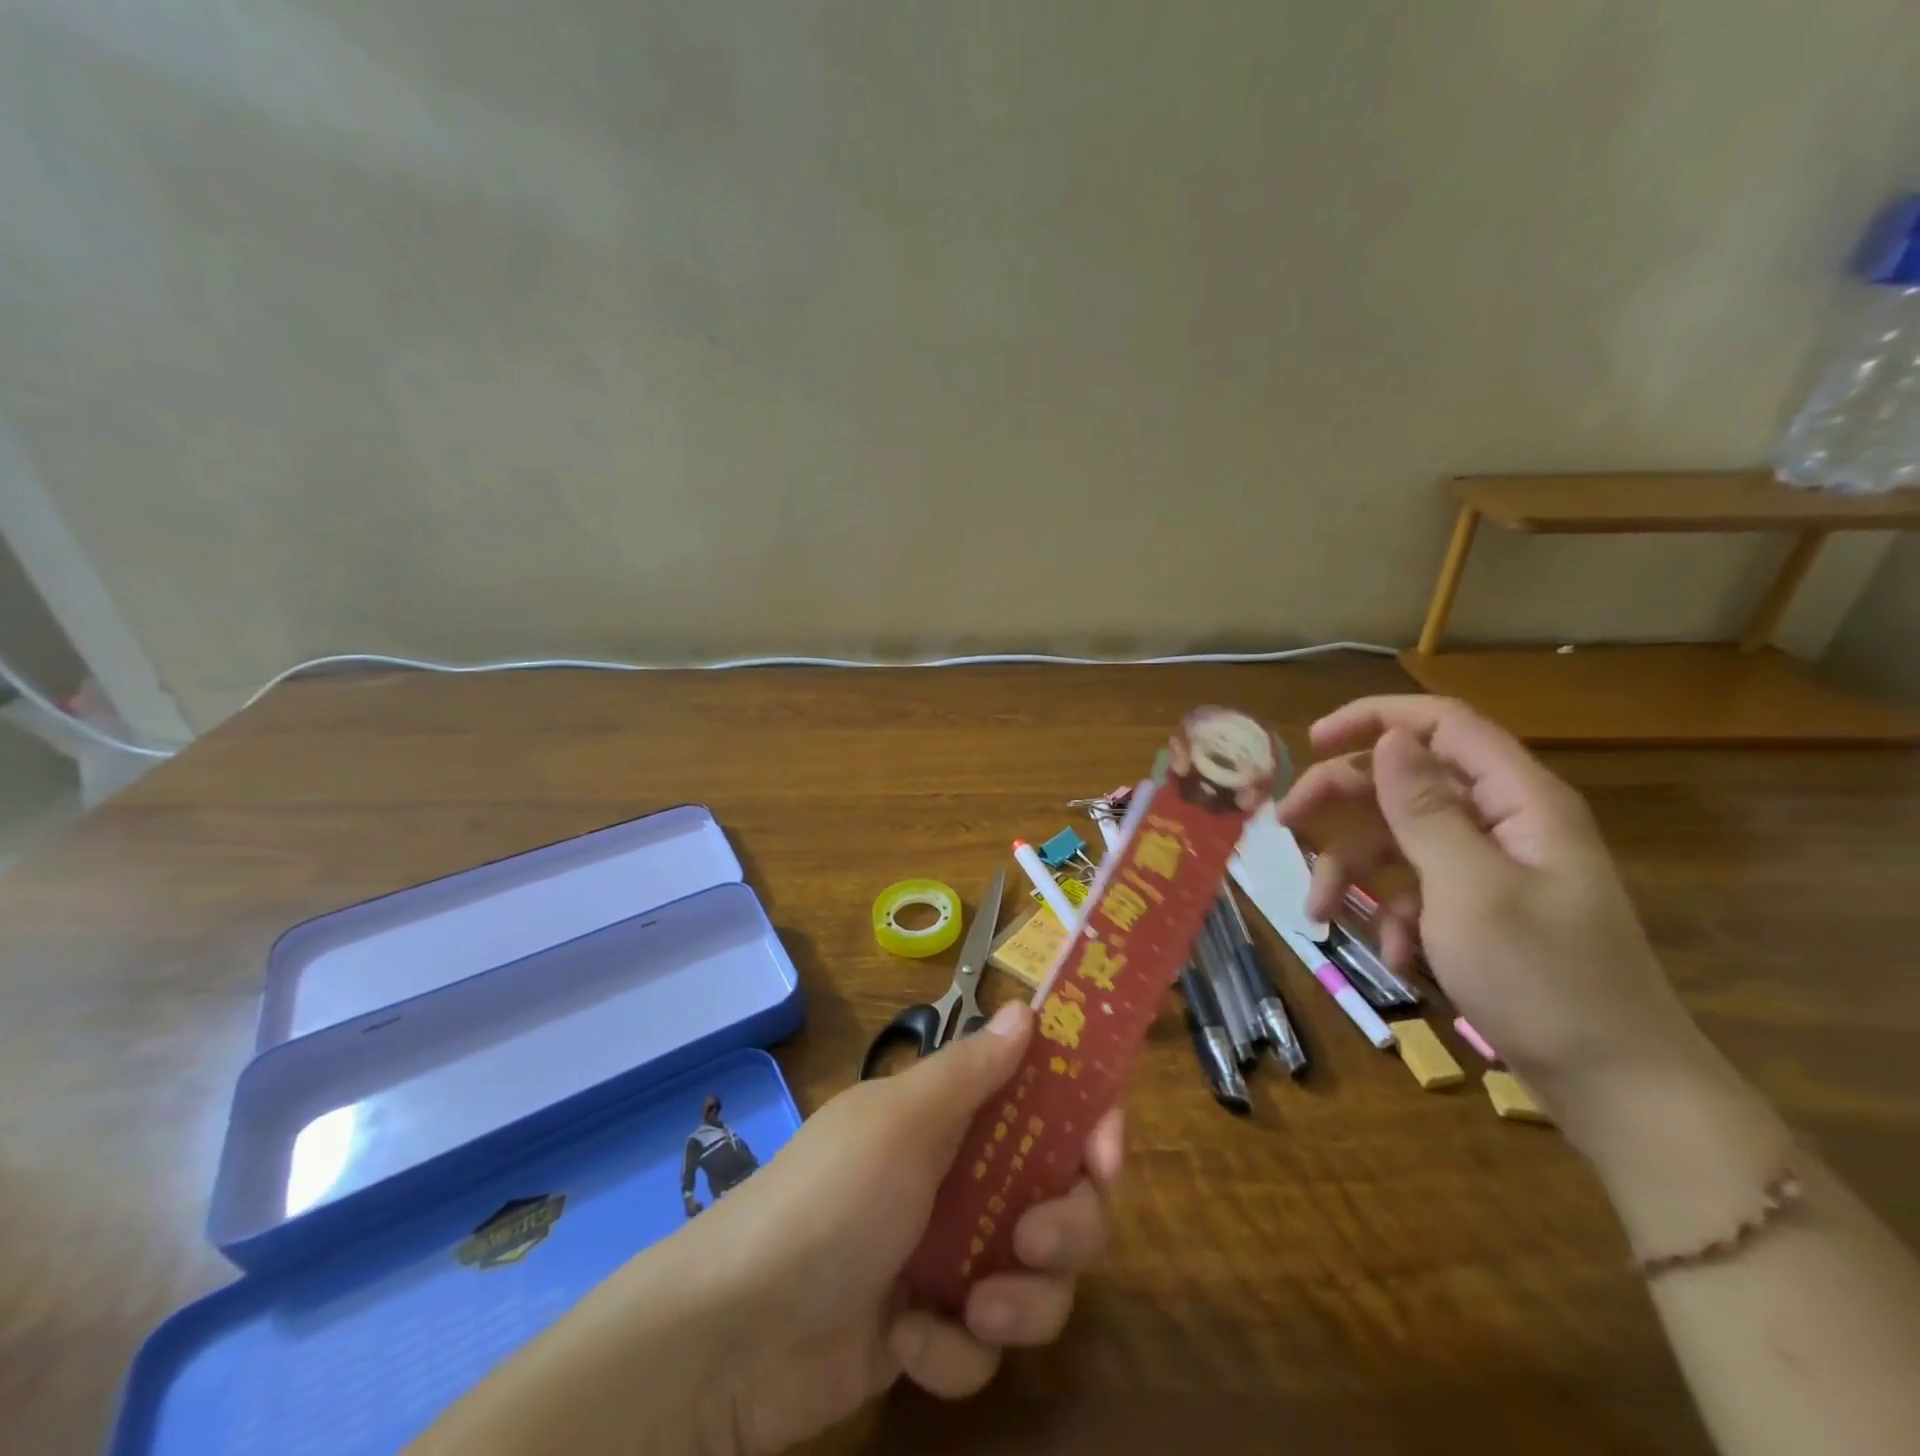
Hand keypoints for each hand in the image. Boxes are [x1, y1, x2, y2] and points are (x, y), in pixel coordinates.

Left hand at [687, 1001, 1121, 1452]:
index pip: (1043, 1105)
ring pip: (1039, 1280)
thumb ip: (972, 1069)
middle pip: (1063, 1198)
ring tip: (973, 1310)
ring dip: (1020, 1301)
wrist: (737, 1332)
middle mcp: (961, 1179)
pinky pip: (985, 1347)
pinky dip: (953, 1351)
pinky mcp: (933, 1331)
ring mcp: (948, 1257)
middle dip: (1066, 1226)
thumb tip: (1026, 1008)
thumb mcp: (902, 1122)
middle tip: (1033, 1239)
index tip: (1105, 1149)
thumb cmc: (831, 1198)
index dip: (1087, 1121)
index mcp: (953, 1118)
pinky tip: (907, 1342)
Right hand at [1273, 696, 1709, 1118]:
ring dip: (1353, 871)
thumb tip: (1390, 738)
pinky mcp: (1480, 909)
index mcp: (1518, 801)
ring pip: (1400, 839)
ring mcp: (1491, 868)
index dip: (1374, 719)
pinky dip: (1391, 914)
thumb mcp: (1469, 889)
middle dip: (1342, 800)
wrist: (1617, 1090)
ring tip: (1319, 913)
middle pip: (1406, 780)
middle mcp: (1504, 822)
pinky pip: (1417, 888)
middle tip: (1285, 823)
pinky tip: (1391, 954)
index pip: (1442, 725)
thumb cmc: (1543, 980)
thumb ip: (1424, 809)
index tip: (1310, 742)